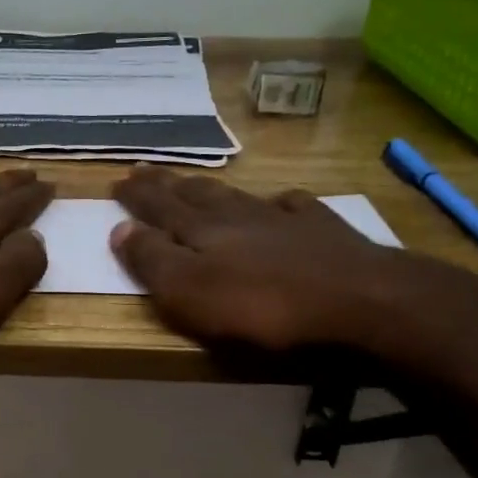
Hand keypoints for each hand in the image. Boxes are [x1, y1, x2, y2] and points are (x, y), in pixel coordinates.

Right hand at [111, 167, 477, 388]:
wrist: (359, 302)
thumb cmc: (262, 308)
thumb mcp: (188, 293)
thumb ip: (152, 261)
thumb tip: (119, 229)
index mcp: (201, 233)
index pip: (159, 208)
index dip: (137, 196)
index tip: (118, 179)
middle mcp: (238, 218)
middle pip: (195, 196)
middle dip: (166, 185)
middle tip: (145, 170)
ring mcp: (284, 221)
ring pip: (238, 197)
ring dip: (212, 189)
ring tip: (196, 183)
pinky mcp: (325, 233)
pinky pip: (294, 207)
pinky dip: (279, 202)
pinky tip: (281, 201)